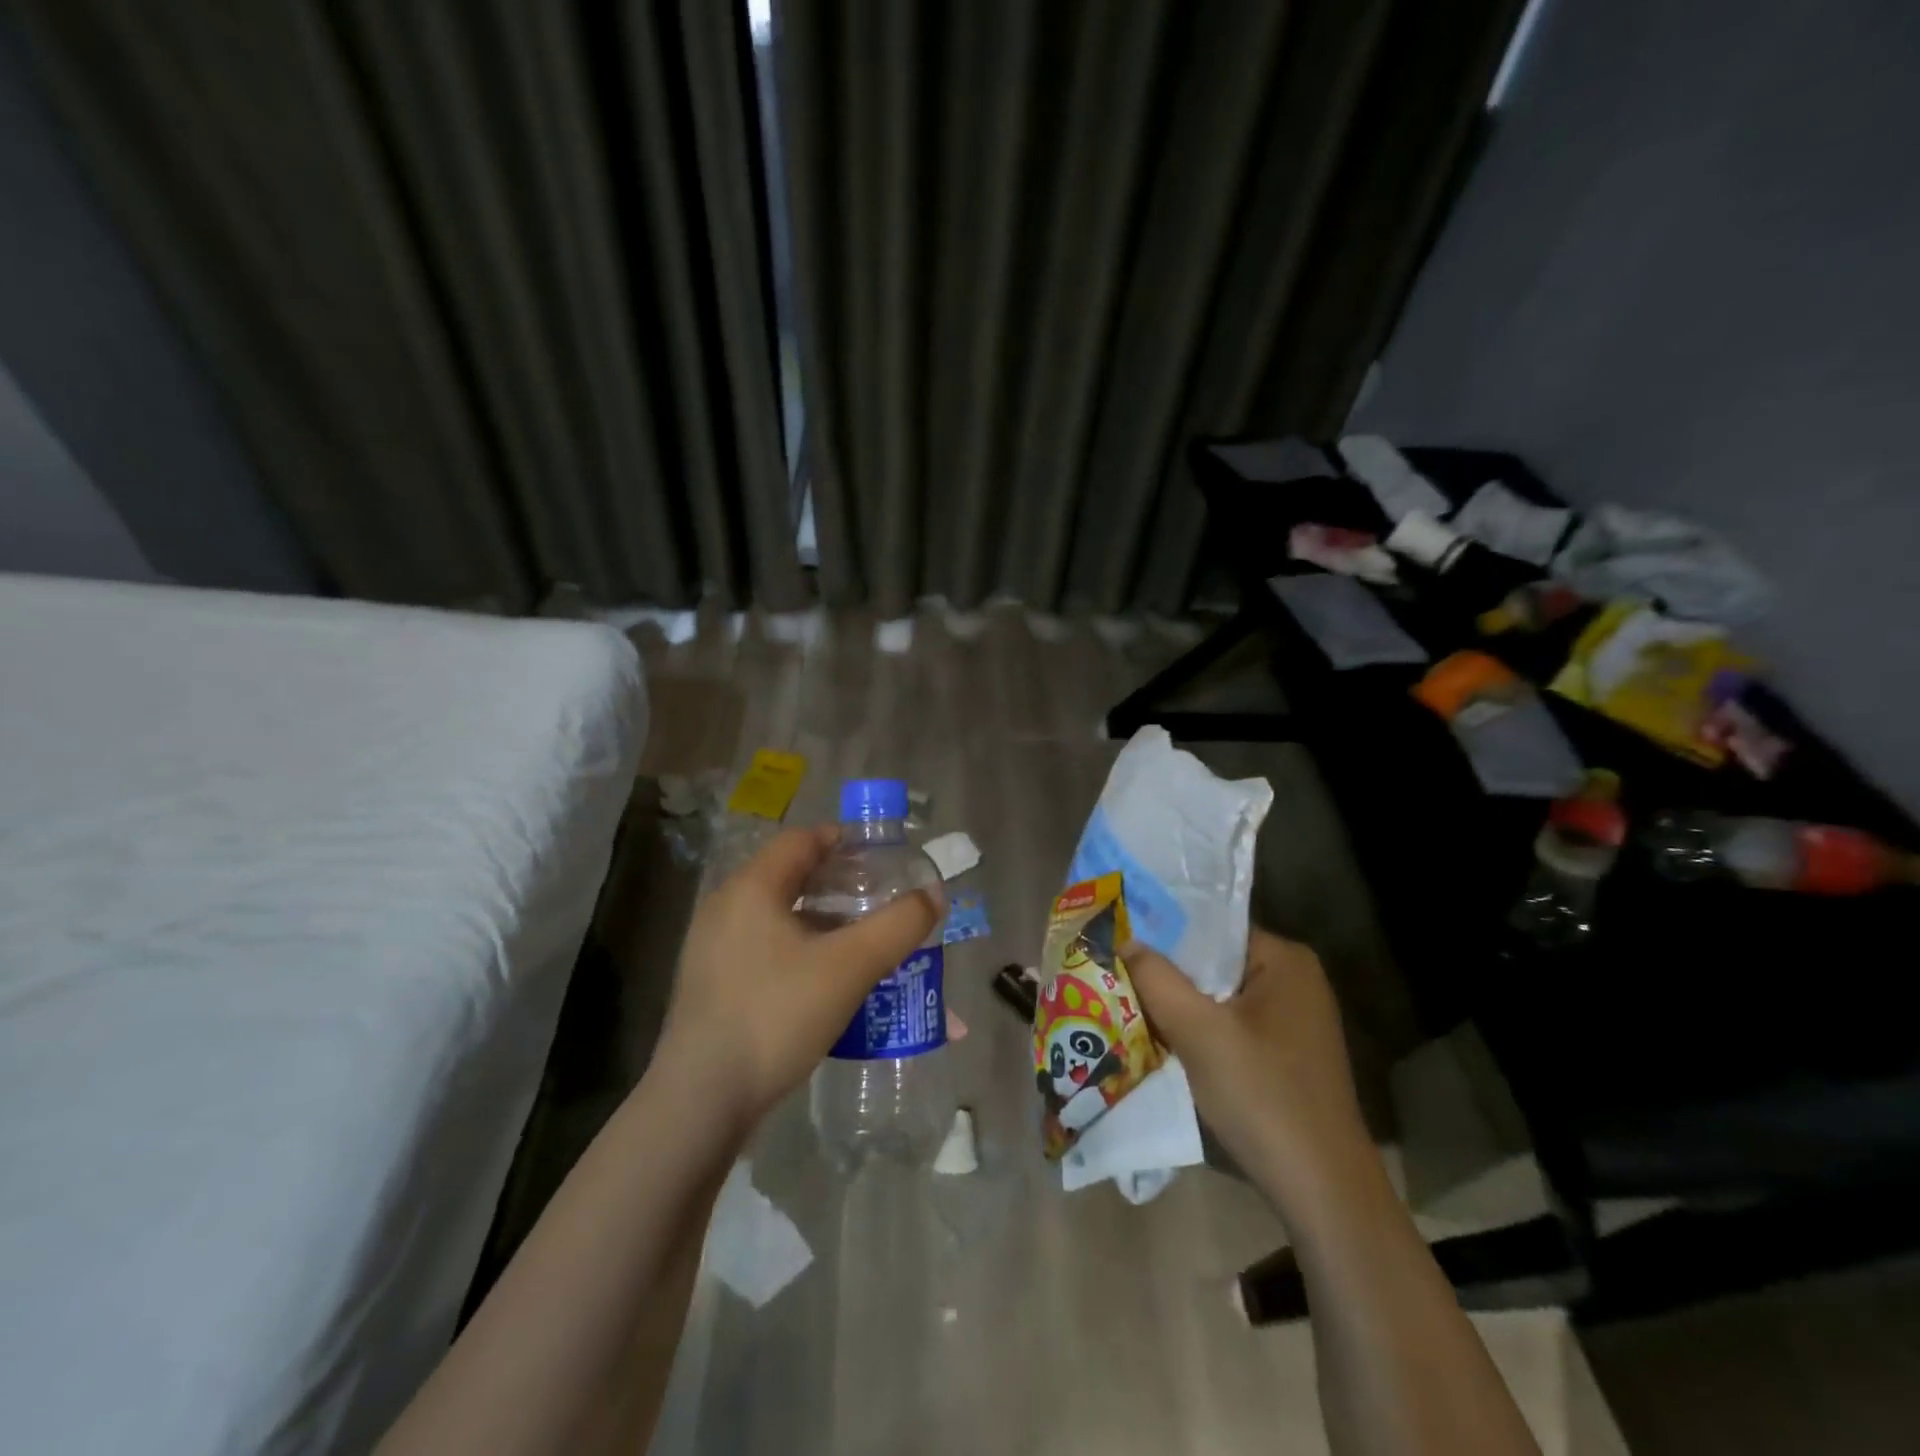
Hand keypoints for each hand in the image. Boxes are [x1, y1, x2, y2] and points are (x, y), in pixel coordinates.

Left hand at [659, 826, 943, 1135]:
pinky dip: (799, 947)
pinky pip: (764, 945)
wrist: (701, 1100)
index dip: (844, 841)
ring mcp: (712, 946)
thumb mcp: (849, 967)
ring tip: (860, 940)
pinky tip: (824, 980)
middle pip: (790, 875)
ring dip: (821, 919)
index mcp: (752, 887)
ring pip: (778, 914)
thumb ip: (898, 926)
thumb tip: (934, 895)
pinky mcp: (711, 982)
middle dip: (839, 883)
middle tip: (879, 899)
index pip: (802, 840)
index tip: (882, 857)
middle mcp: (726, 905)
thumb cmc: (776, 1016)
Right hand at [1123, 929, 1373, 1218]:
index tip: (1118, 939)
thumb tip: (1125, 939)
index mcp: (1285, 960)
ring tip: (1128, 1003)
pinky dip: (1199, 1032)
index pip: (1211, 928)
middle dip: (1167, 973)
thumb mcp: (1199, 1032)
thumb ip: (1157, 979)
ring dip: (1179, 1006)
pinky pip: (1230, 1026)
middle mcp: (1295, 981)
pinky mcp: (1287, 1056)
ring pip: (1218, 998)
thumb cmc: (1262, 1096)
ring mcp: (1293, 1021)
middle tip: (1115, 972)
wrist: (1322, 1192)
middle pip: (1213, 963)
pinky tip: (1163, 1041)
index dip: (1163, 933)